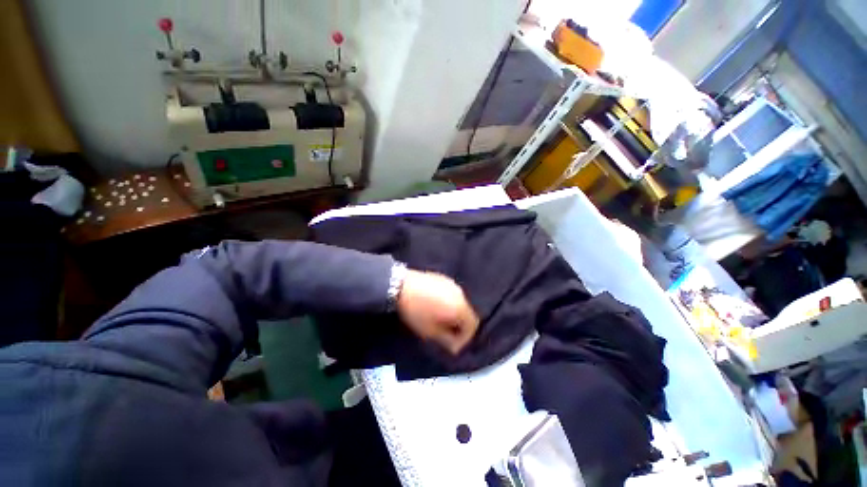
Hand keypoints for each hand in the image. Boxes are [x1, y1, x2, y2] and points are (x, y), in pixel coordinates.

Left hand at [396, 270, 478, 354]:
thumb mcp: (430, 332)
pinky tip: (436, 306)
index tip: (453, 345)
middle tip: (447, 333)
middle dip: (459, 326)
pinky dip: (449, 303)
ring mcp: (452, 284)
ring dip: (454, 313)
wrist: (401, 285)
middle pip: (467, 313)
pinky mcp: (443, 278)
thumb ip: (447, 341)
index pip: (473, 325)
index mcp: (461, 307)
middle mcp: (461, 294)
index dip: (465, 338)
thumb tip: (455, 346)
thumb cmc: (417, 311)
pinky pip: (452, 294)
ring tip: (441, 319)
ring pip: (460, 302)